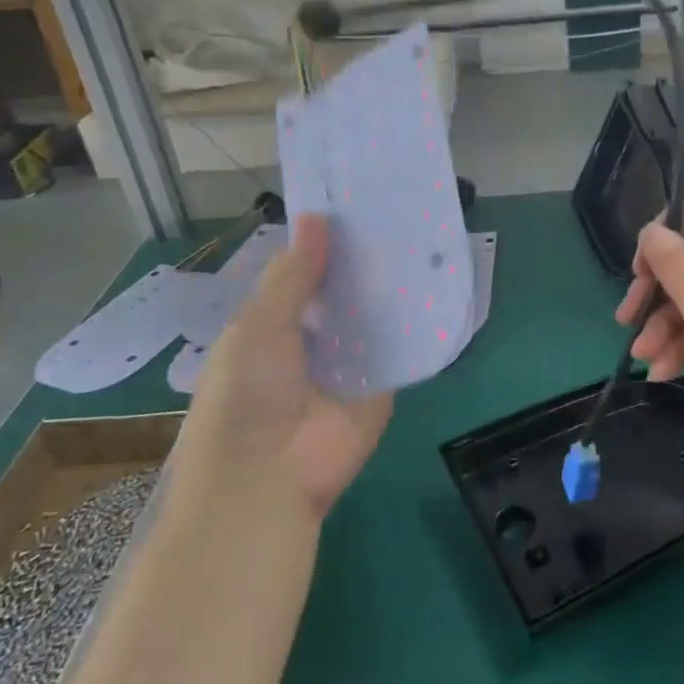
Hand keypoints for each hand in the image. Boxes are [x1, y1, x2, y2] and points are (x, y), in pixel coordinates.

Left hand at [181, 215, 392, 515]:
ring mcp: (349, 363)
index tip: (356, 205)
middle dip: (364, 260)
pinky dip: (414, 320)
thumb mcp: (259, 325)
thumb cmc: (247, 395)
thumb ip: (292, 276)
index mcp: (273, 324)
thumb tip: (317, 218)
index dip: (325, 243)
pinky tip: (436, 280)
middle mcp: (313, 339)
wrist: (269, 478)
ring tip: (422, 235)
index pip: (305, 274)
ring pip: (373, 315)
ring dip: (391, 286)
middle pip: (344, 292)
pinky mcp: (381, 385)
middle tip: (399, 212)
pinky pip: (399, 347)